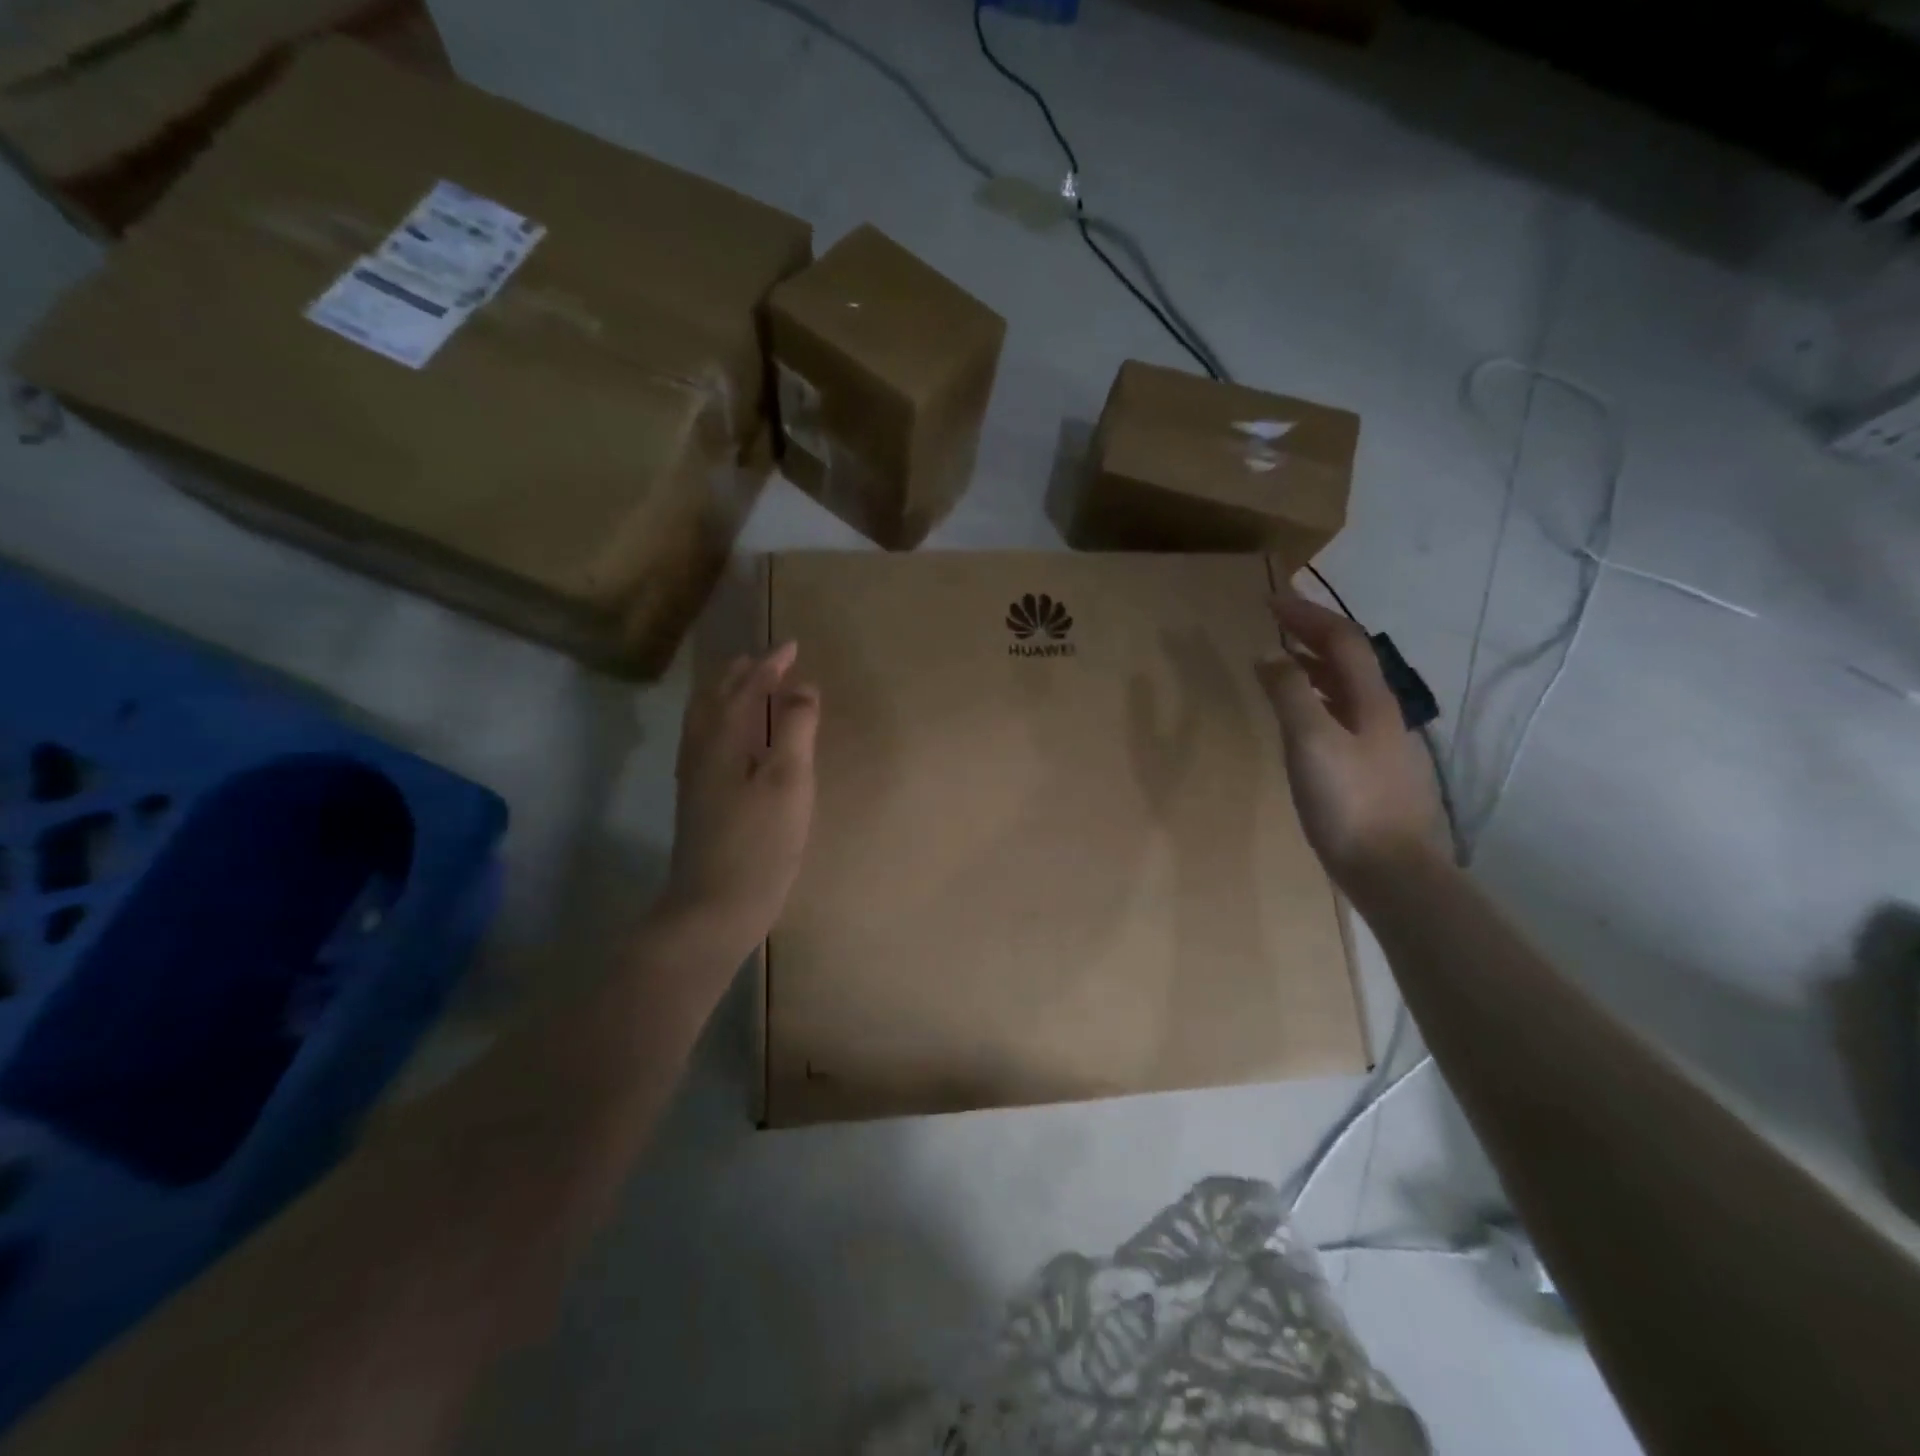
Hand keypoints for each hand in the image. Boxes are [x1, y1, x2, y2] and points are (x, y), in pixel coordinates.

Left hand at [661, 642, 819, 957]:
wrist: (714, 907)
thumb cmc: (759, 843)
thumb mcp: (789, 781)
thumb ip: (795, 729)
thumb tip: (802, 687)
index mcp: (724, 739)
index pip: (747, 687)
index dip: (770, 665)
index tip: (792, 646)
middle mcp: (701, 750)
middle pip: (716, 699)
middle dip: (741, 675)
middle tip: (766, 661)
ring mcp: (694, 778)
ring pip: (704, 721)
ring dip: (726, 697)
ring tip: (746, 689)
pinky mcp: (696, 801)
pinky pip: (704, 742)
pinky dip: (720, 723)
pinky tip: (732, 742)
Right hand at [1256, 588, 1443, 884]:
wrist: (1391, 871)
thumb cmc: (1348, 802)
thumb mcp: (1311, 742)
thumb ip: (1290, 694)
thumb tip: (1271, 655)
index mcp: (1371, 700)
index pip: (1343, 640)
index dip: (1308, 614)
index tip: (1271, 600)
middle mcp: (1382, 714)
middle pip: (1350, 659)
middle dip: (1313, 633)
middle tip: (1276, 622)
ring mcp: (1381, 743)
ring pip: (1347, 689)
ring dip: (1316, 666)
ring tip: (1283, 661)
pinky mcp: (1372, 770)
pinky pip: (1342, 716)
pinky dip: (1317, 699)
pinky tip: (1302, 719)